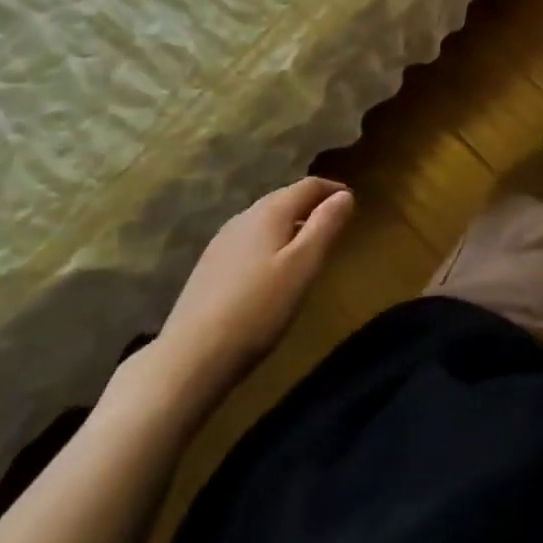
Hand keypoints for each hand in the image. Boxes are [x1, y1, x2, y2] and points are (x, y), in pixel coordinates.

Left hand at [145, 177, 354, 410]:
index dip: (333, 190)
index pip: (308, 185)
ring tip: (307, 246)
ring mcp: (221, 242)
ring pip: (265, 221)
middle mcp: (243, 217)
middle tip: (334, 223)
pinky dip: (270, 244)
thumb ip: (326, 226)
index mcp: (270, 211)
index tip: (352, 203)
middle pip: (284, 199)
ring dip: (290, 225)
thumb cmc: (259, 307)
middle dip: (311, 205)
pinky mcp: (208, 267)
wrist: (190, 357)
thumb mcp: (304, 265)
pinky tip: (272, 270)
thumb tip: (345, 195)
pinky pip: (249, 241)